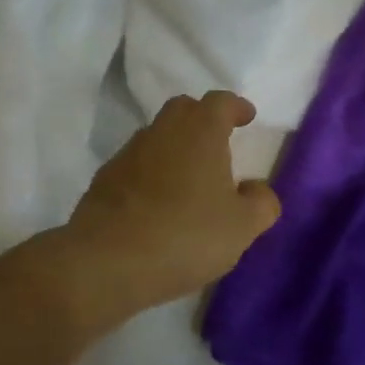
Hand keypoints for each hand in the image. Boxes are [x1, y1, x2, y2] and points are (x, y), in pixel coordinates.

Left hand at [59, 90, 280, 315]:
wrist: (107, 262)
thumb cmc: (186, 236)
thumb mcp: (242, 227)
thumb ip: (260, 203)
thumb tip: (255, 188)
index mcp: (200, 132)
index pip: (221, 102)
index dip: (236, 107)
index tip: (246, 117)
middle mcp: (162, 131)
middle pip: (184, 109)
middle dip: (203, 118)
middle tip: (218, 141)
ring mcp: (128, 153)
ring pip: (157, 136)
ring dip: (175, 147)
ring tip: (190, 177)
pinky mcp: (104, 179)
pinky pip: (136, 164)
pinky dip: (152, 172)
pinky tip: (158, 203)